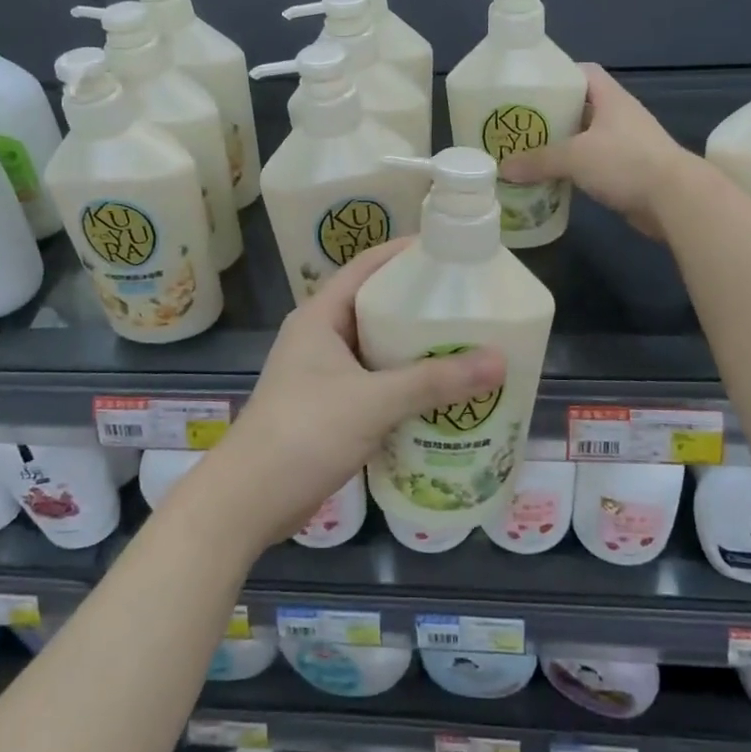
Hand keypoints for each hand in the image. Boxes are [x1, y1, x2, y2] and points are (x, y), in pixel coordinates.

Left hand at [184, 240, 506, 549]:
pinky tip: (441, 394)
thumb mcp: (374, 401)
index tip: (450, 251)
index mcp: (320, 316)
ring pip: (377, 348)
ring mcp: (323, 374)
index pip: (366, 266)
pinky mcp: (330, 408)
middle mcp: (320, 337)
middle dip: (419, 305)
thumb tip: (499, 360)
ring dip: (415, 349)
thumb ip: (435, 381)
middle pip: (376, 307)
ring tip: (466, 345)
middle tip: (469, 303)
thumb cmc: (305, 432)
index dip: (405, 253)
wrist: (250, 500)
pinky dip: (405, 384)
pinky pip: (375, 383)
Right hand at [499, 63, 703, 237]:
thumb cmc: (625, 162)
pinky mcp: (626, 171)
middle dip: (551, 114)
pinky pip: (592, 163)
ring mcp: (625, 144)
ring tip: (528, 151)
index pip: (584, 73)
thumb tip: (503, 168)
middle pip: (580, 106)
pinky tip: (551, 177)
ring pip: (584, 138)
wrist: (675, 199)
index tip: (531, 88)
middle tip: (520, 124)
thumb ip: (538, 160)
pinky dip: (573, 168)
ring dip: (560, 144)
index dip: (558, 75)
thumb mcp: (575, 156)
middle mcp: (618, 116)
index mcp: (610, 98)